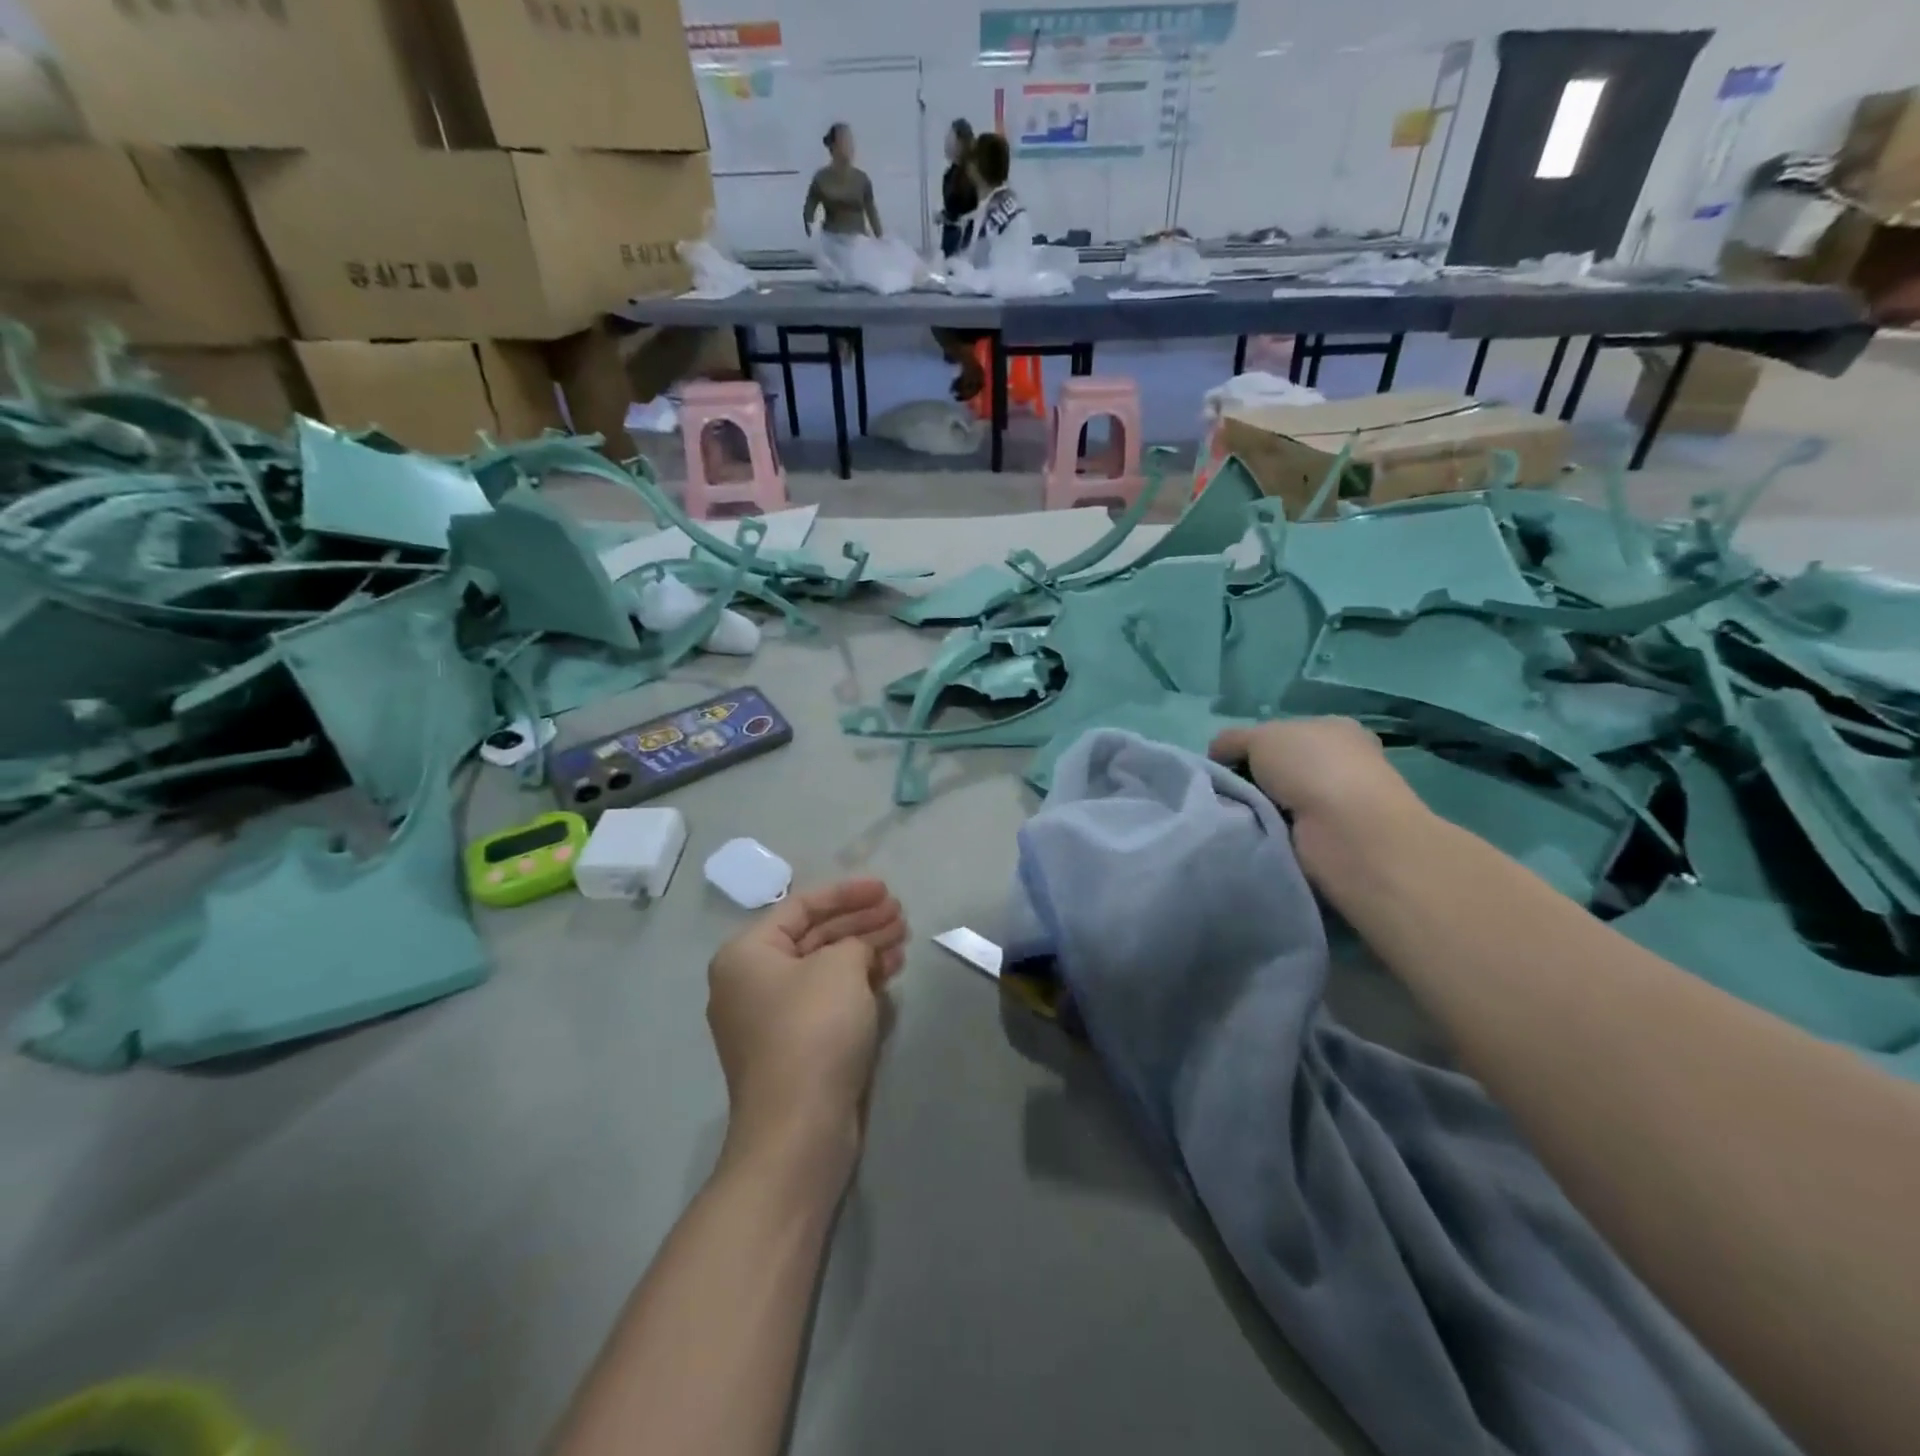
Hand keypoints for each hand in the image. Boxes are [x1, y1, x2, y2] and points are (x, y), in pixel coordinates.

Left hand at [707, 879, 907, 1176]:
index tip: (885, 888)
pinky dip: (857, 982)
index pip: (801, 906)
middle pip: (813, 936)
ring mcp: (771, 1017)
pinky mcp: (794, 1046)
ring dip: (863, 950)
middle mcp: (750, 981)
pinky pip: (827, 998)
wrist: (799, 1129)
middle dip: (859, 921)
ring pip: (824, 969)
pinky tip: (889, 971)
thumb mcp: (840, 968)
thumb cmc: (813, 1031)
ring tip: (903, 937)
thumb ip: (854, 943)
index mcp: (746, 954)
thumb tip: (859, 952)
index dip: (846, 892)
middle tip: (900, 913)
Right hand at [1208, 717, 1427, 884]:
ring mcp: (1340, 804)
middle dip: (1253, 780)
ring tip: (1236, 815)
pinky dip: (1268, 833)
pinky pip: (1285, 831)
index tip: (1229, 762)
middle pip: (1281, 769)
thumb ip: (1232, 740)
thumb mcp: (1260, 736)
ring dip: (1258, 809)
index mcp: (1336, 729)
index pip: (1286, 734)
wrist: (1345, 830)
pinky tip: (1254, 834)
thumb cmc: (1310, 767)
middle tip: (1227, 791)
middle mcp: (1343, 764)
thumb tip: (1217, 754)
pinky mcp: (1332, 840)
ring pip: (1280, 801)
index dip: (1254, 745)